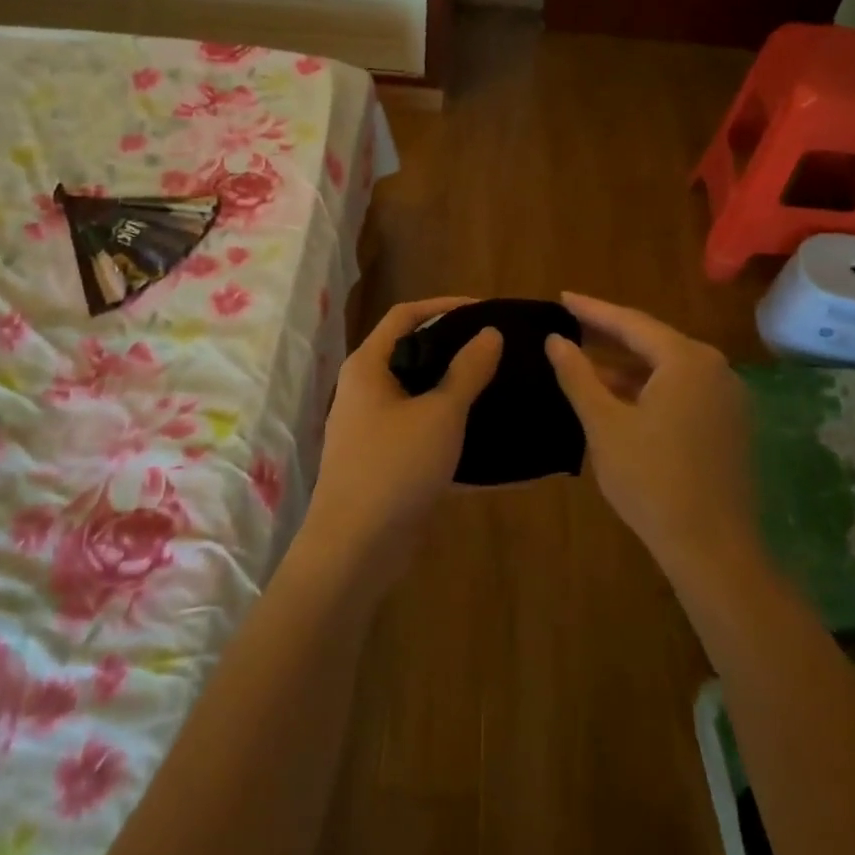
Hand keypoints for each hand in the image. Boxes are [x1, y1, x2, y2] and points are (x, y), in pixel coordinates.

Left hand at [304, 297, 502, 576]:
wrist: (355, 548)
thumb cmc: (395, 467)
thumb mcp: (440, 414)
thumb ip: (468, 370)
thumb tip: (490, 333)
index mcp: (368, 367)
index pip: (405, 316)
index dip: (445, 306)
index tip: (485, 310)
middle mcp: (365, 391)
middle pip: (412, 354)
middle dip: (454, 349)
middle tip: (497, 350)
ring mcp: (372, 428)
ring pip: (420, 396)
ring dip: (456, 392)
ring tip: (499, 388)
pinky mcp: (385, 462)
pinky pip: (422, 434)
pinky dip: (451, 433)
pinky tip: (490, 442)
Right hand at [544, 292, 754, 575]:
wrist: (712, 547)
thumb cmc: (651, 480)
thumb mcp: (604, 424)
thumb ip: (578, 376)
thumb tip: (555, 340)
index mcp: (687, 360)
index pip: (631, 322)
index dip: (592, 310)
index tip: (561, 298)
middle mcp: (714, 368)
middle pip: (652, 341)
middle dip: (609, 335)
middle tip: (570, 324)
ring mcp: (726, 397)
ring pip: (666, 369)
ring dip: (626, 366)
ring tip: (584, 361)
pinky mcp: (728, 423)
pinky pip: (681, 390)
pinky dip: (647, 388)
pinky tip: (618, 397)